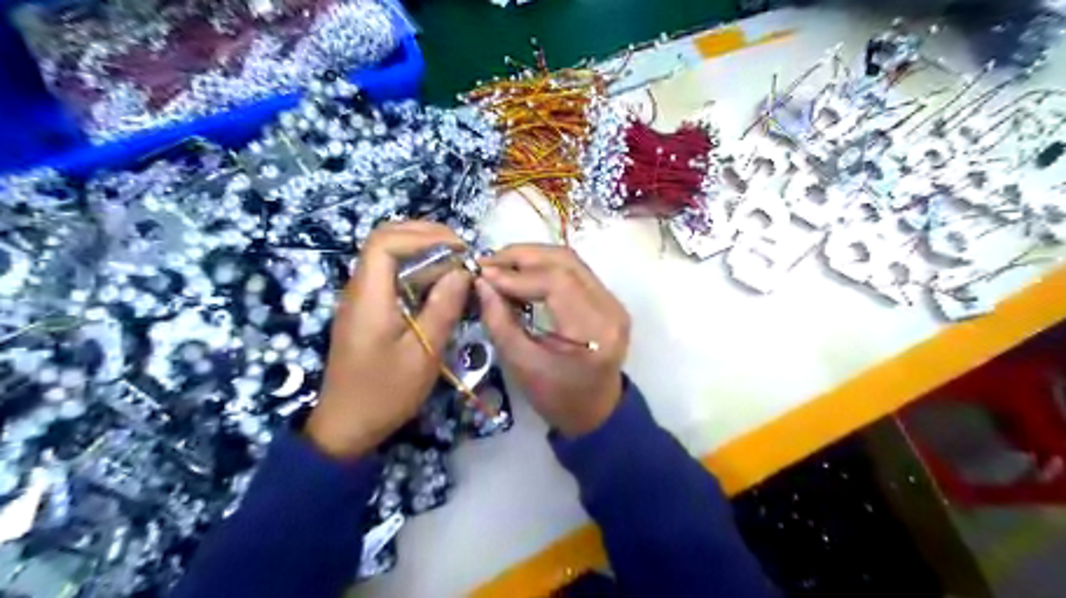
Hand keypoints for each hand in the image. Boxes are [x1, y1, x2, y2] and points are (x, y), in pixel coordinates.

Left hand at [310, 222, 474, 459]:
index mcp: (368, 297)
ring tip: (457, 265)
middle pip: (384, 240)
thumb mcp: (423, 353)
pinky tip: (439, 286)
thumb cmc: (386, 393)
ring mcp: (361, 299)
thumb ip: (443, 308)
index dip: (424, 236)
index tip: (460, 249)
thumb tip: (463, 271)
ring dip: (423, 252)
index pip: (385, 242)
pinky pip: (390, 276)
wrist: (347, 426)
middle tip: (461, 252)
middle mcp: (359, 289)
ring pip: (387, 257)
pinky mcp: (366, 311)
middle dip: (425, 237)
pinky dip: (416, 271)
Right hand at [471, 244, 624, 435]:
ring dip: (533, 257)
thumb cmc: (558, 398)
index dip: (517, 274)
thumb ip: (500, 322)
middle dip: (522, 256)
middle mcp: (610, 308)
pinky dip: (545, 267)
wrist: (596, 412)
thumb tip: (482, 282)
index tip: (484, 275)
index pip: (556, 282)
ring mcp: (613, 302)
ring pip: (570, 261)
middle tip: (488, 262)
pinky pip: (575, 271)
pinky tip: (521, 273)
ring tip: (500, 264)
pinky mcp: (607, 300)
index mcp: (594, 330)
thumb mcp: (522, 366)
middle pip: (565, 261)